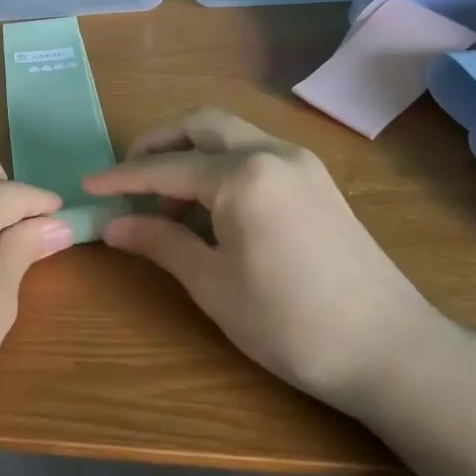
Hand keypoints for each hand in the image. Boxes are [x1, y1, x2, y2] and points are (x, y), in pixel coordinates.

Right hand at [83, 107, 462, 417]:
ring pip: (232, 135)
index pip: (165, 167)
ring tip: (166, 205)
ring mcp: (302, 164)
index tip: (86, 187)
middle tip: (128, 179)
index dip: (121, 178)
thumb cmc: (289, 322)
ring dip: (191, 154)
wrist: (389, 350)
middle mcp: (273, 152)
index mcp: (242, 175)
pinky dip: (222, 166)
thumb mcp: (212, 284)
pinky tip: (211, 210)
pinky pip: (256, 154)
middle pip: (202, 125)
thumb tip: (113, 226)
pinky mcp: (318, 183)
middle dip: (158, 144)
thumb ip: (160, 242)